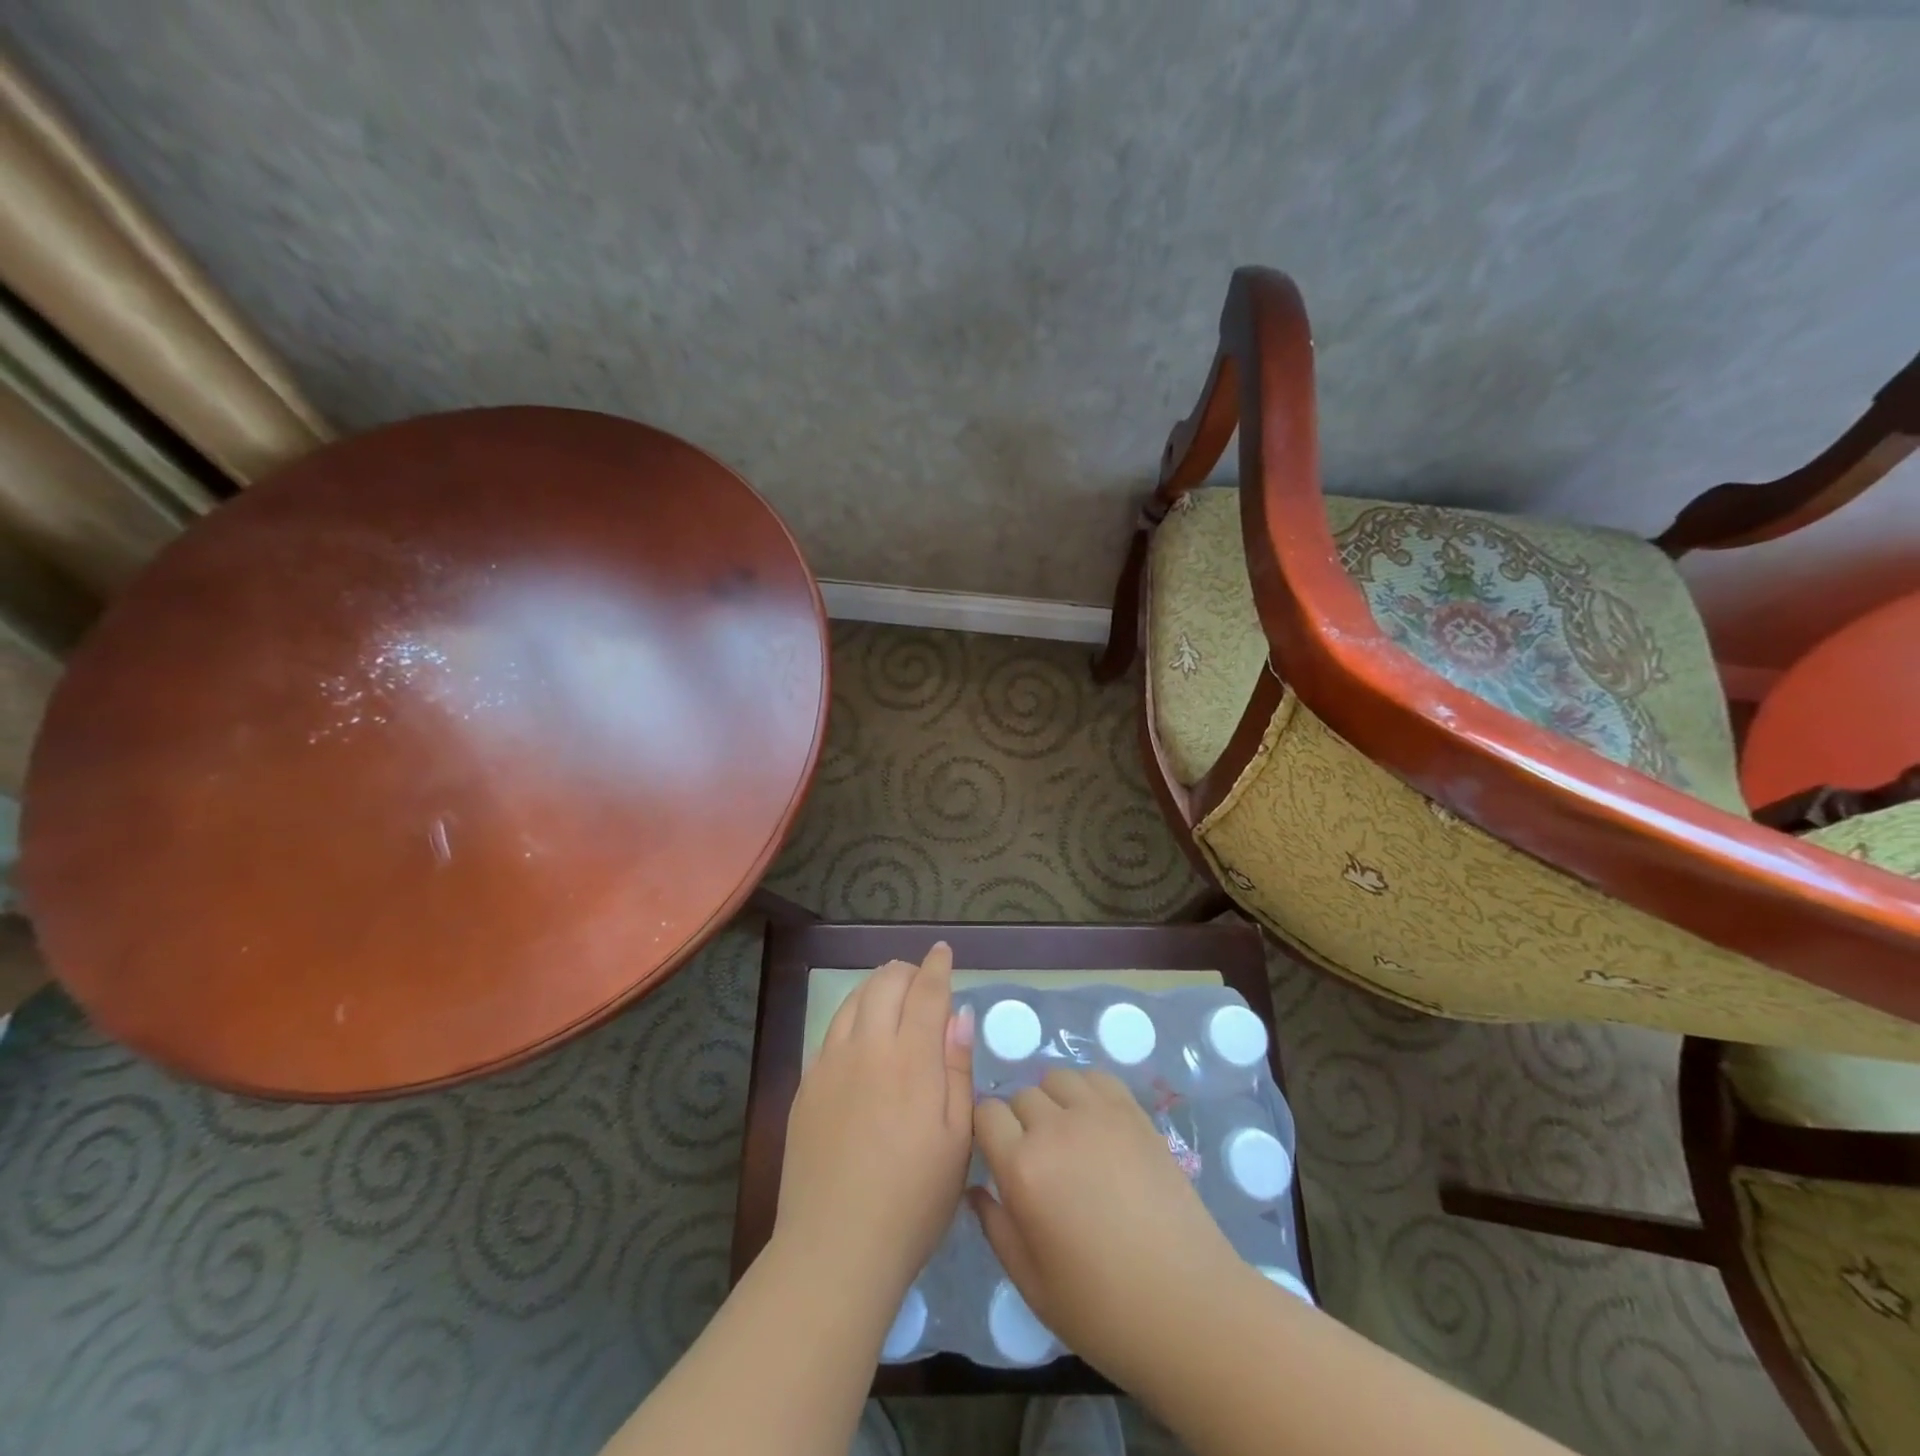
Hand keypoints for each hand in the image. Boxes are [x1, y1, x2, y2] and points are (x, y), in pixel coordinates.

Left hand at [773, 942, 974, 1308]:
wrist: (836, 1245)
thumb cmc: (914, 1198)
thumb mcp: (957, 1138)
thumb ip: (957, 1068)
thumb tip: (959, 1014)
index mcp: (912, 1059)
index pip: (926, 992)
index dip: (937, 967)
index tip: (943, 952)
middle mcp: (868, 1047)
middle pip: (885, 984)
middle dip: (905, 971)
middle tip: (920, 979)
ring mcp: (831, 1063)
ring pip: (854, 1000)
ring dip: (876, 986)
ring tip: (891, 994)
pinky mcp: (806, 1084)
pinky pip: (831, 1029)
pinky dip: (852, 1014)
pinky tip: (860, 1032)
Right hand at [971, 1068, 1245, 1385]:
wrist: (1189, 1308)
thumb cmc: (1102, 1310)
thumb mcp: (1031, 1283)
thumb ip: (996, 1227)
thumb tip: (977, 1189)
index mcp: (1023, 1169)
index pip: (986, 1114)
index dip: (988, 1133)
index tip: (998, 1158)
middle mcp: (1055, 1129)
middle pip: (1020, 1096)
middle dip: (1019, 1122)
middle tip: (1038, 1161)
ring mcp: (1099, 1115)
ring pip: (1056, 1079)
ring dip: (1052, 1101)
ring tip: (1067, 1138)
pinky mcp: (1134, 1113)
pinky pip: (1097, 1079)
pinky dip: (1087, 1092)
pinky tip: (1096, 1126)